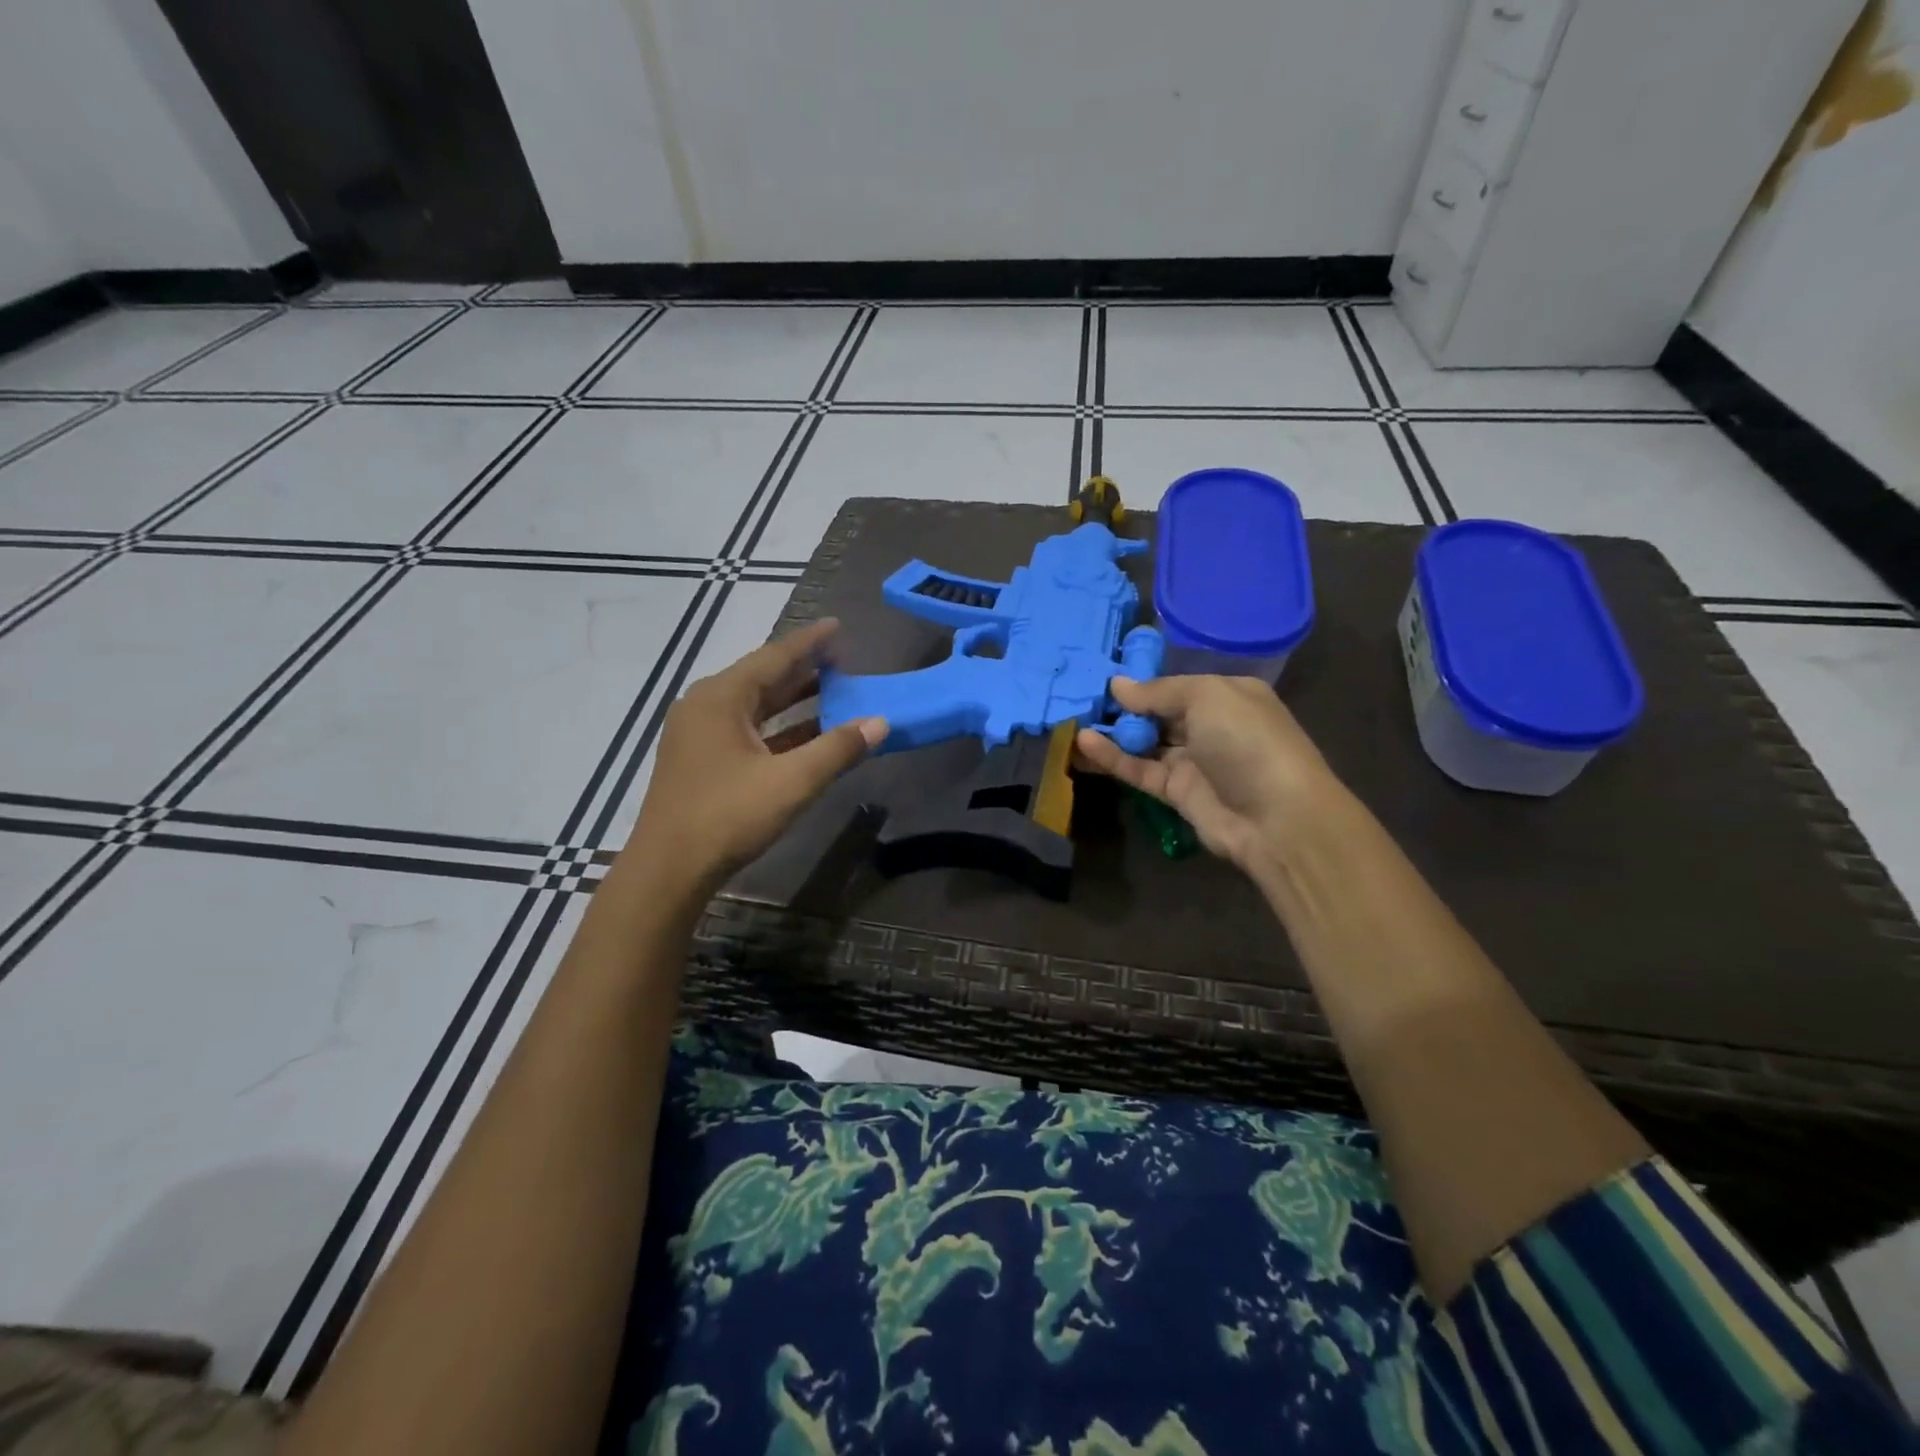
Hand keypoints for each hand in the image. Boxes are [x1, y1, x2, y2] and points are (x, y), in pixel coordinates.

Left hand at [632, 620, 886, 890]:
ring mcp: (700, 734)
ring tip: (833, 689)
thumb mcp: (792, 782)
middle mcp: (706, 705)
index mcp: (722, 697)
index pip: (775, 657)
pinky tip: (808, 733)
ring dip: (793, 699)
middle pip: (763, 677)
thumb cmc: (728, 817)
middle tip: (843, 659)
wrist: (669, 870)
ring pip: (755, 705)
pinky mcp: (701, 759)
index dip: (811, 643)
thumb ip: (838, 749)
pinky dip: (779, 727)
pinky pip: (747, 729)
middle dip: (804, 668)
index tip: (838, 627)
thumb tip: (880, 722)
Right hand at [1075, 675, 1337, 877]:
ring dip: (1113, 733)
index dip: (1142, 682)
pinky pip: (1139, 769)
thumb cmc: (1247, 742)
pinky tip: (1084, 744)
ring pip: (1145, 742)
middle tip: (1080, 698)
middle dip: (1123, 707)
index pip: (1177, 685)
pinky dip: (1113, 758)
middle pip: (1158, 713)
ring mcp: (1193, 761)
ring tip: (1073, 721)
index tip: (1103, 677)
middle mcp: (1210, 725)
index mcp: (1227, 695)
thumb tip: (1118, 685)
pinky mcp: (1176, 793)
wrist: (1278, 818)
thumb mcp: (1206, 697)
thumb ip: (1159, 691)